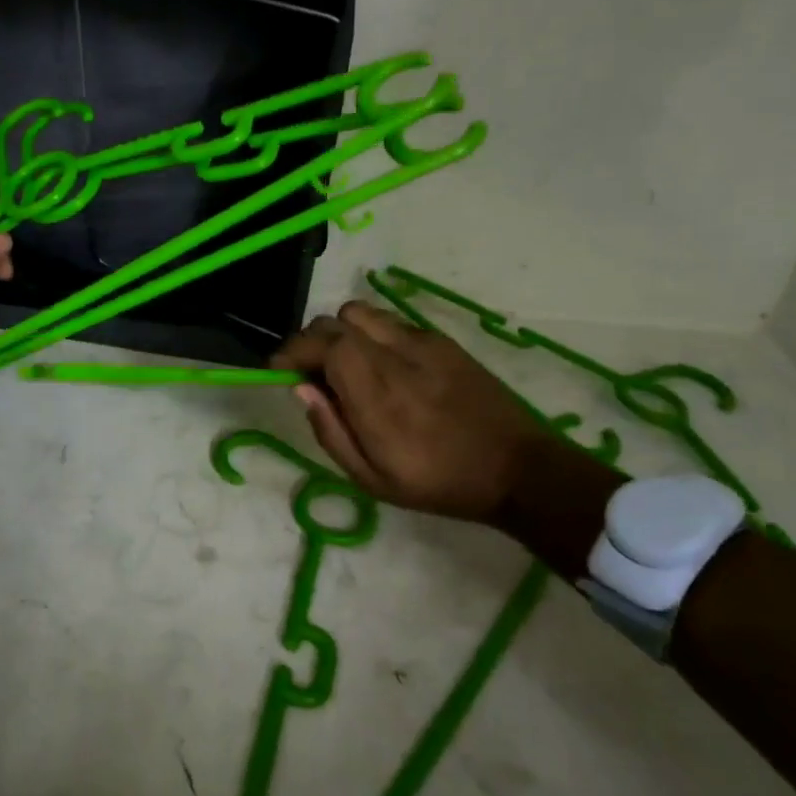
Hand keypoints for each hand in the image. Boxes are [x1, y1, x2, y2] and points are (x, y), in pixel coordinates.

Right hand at [272, 301, 548, 522]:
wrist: (518, 468)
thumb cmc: (439, 483)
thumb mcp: (372, 479)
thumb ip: (330, 430)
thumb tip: (301, 389)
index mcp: (375, 392)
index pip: (320, 343)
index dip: (291, 351)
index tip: (277, 370)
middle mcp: (394, 355)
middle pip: (335, 321)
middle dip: (311, 343)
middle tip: (310, 374)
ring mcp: (421, 342)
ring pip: (362, 313)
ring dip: (341, 333)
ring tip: (346, 366)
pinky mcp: (442, 340)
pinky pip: (391, 323)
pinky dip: (372, 336)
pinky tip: (384, 367)